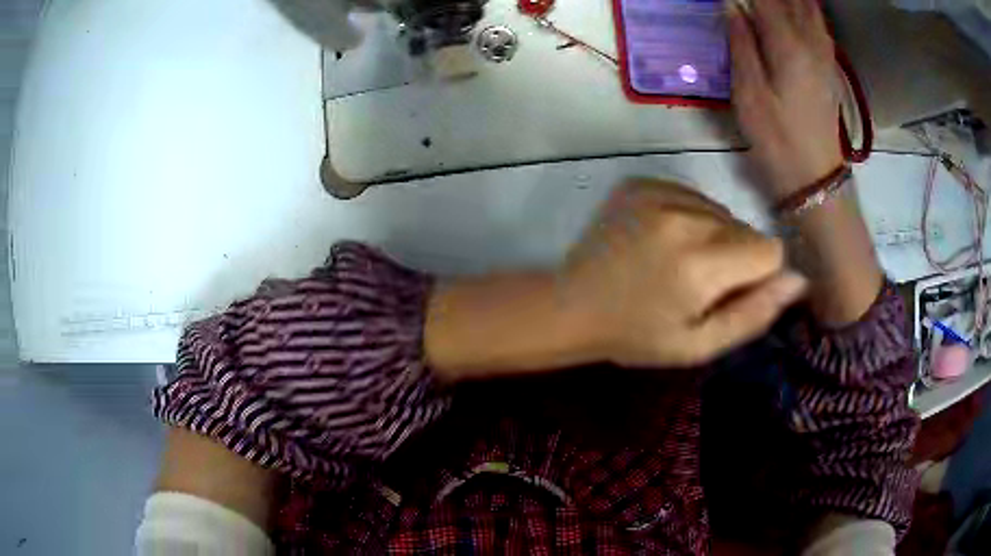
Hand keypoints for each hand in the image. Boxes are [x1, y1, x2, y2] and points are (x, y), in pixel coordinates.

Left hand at [562, 180, 806, 367]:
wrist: (571, 304)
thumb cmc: (636, 335)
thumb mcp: (698, 345)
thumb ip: (754, 314)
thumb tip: (799, 281)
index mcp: (701, 262)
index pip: (770, 249)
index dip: (760, 275)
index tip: (732, 292)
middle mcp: (685, 216)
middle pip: (746, 228)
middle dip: (737, 257)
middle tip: (698, 283)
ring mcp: (659, 191)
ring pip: (721, 210)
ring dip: (713, 235)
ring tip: (676, 262)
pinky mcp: (640, 181)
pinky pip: (691, 195)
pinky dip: (688, 217)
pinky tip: (660, 240)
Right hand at [728, 0, 844, 199]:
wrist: (815, 177)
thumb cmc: (778, 139)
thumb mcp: (749, 94)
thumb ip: (740, 44)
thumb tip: (731, 6)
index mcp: (788, 44)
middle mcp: (811, 41)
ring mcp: (824, 53)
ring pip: (810, 6)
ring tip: (770, 2)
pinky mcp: (828, 65)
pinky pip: (818, 22)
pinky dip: (805, 7)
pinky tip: (794, 9)